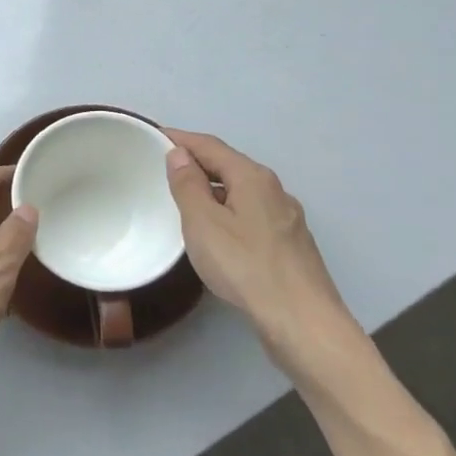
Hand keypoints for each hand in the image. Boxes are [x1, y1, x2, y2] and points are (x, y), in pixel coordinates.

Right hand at [162, 130, 361, 376]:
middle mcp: (274, 190)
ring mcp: (285, 218)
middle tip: (162, 167)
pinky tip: (216, 231)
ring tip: (183, 198)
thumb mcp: (203, 223)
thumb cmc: (245, 266)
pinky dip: (227, 210)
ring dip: (212, 189)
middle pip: (229, 165)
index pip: (210, 146)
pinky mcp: (289, 244)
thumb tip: (179, 154)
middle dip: (196, 162)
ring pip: (241, 192)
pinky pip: (250, 214)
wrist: (302, 320)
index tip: (153, 135)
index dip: (181, 139)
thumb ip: (188, 186)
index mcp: (252, 177)